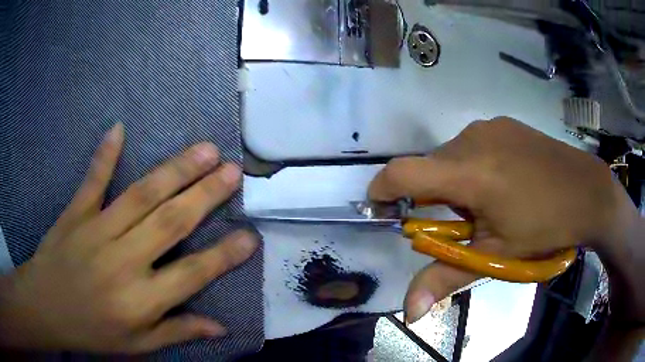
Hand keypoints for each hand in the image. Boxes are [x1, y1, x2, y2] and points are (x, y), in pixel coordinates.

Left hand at [0, 123, 258, 352]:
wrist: (46, 308)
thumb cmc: (92, 332)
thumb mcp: (138, 346)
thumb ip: (177, 332)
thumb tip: (220, 328)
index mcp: (140, 300)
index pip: (192, 275)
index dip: (224, 256)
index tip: (250, 236)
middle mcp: (122, 260)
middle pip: (170, 222)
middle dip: (205, 196)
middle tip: (232, 171)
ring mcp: (96, 231)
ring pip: (140, 195)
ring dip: (174, 171)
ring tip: (204, 150)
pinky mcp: (75, 213)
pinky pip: (92, 180)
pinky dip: (105, 155)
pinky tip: (119, 128)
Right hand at [369, 117, 634, 323]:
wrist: (588, 191)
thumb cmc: (545, 227)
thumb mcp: (497, 254)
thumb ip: (448, 277)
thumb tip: (410, 312)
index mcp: (469, 172)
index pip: (403, 173)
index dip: (382, 191)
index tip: (383, 209)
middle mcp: (472, 138)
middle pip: (429, 168)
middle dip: (432, 197)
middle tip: (463, 223)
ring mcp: (489, 126)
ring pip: (451, 156)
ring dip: (455, 182)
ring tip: (488, 202)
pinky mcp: (503, 123)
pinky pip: (471, 144)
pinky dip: (473, 165)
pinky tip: (502, 180)